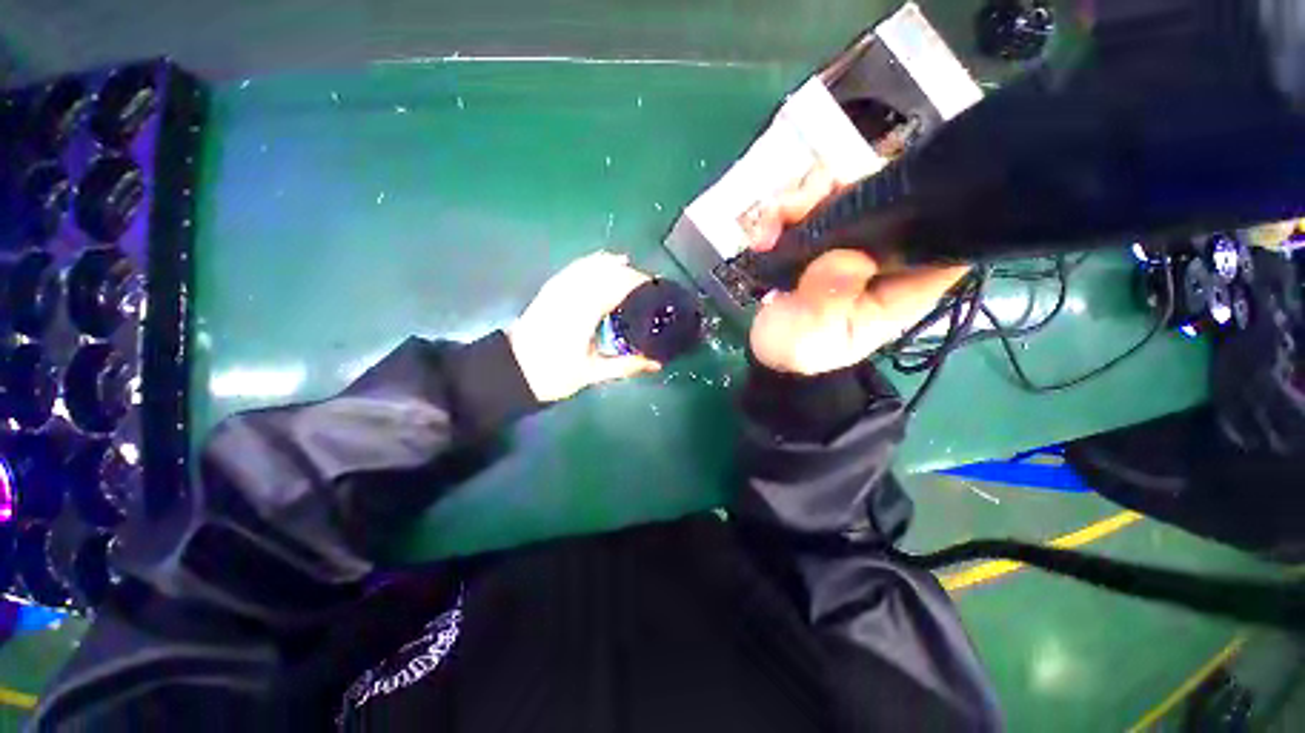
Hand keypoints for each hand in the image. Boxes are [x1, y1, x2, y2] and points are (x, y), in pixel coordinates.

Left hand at [508, 251, 660, 401]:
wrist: (512, 371)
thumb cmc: (553, 374)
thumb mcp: (592, 373)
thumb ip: (625, 365)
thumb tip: (656, 363)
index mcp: (584, 313)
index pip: (616, 286)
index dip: (638, 282)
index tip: (656, 288)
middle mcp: (572, 294)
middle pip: (605, 272)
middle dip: (630, 273)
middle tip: (649, 285)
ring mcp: (558, 289)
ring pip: (590, 265)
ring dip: (613, 264)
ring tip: (633, 269)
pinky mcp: (550, 289)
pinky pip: (575, 267)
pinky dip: (593, 261)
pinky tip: (604, 260)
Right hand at [746, 180, 968, 375]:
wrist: (771, 352)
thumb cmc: (802, 349)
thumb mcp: (816, 333)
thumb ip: (830, 299)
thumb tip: (847, 257)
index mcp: (902, 282)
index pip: (941, 231)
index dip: (923, 201)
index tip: (881, 196)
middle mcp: (882, 253)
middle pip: (885, 192)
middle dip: (839, 190)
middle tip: (797, 212)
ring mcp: (849, 240)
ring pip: (840, 187)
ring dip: (798, 200)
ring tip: (767, 233)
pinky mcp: (819, 236)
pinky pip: (806, 203)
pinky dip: (780, 212)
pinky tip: (761, 237)